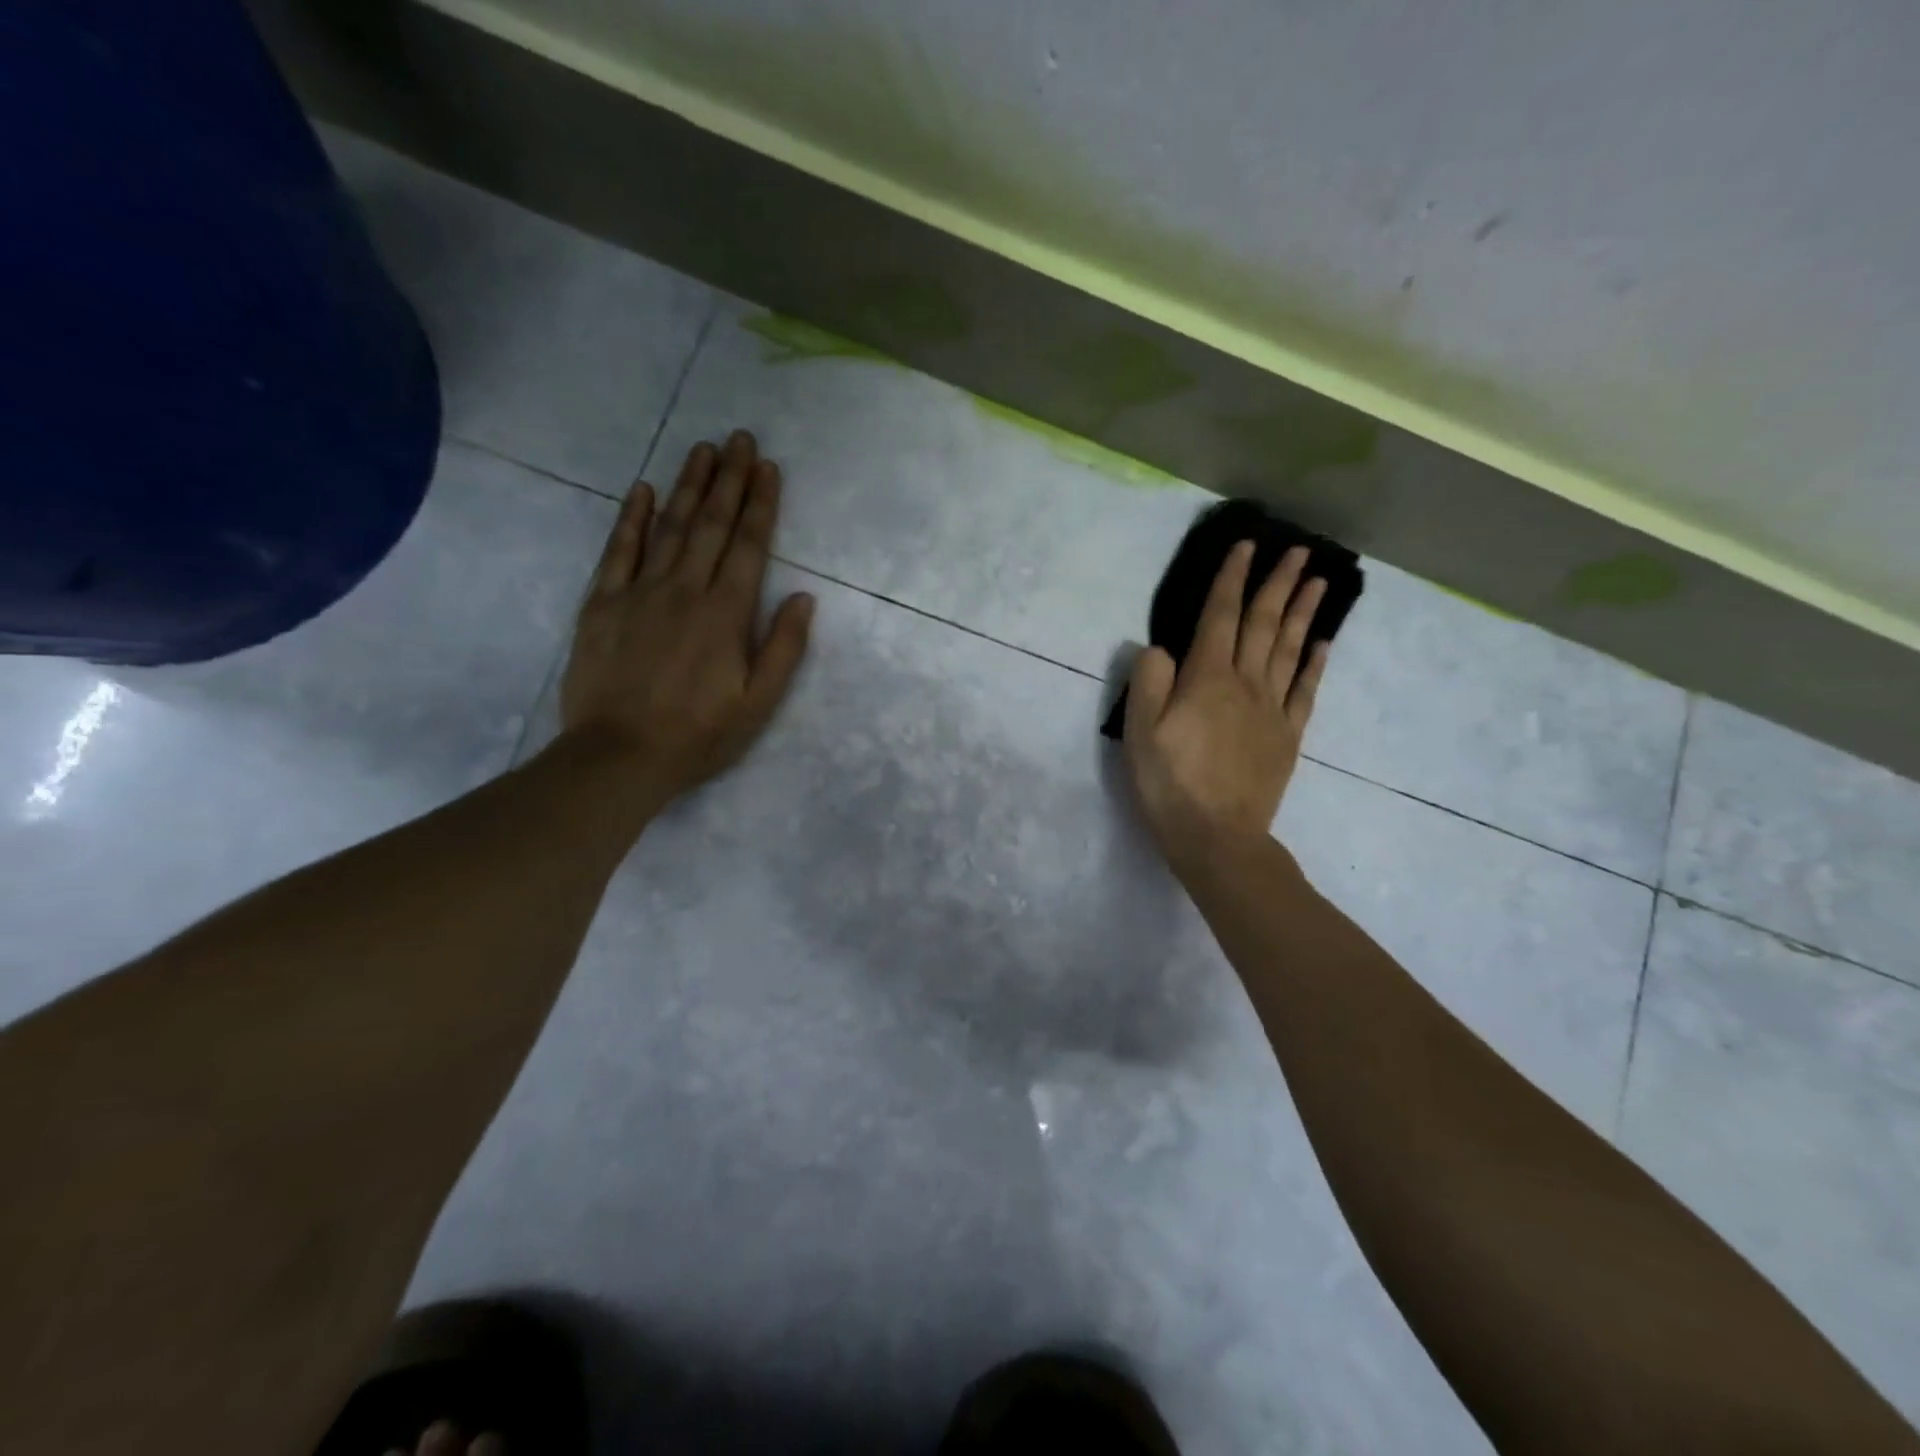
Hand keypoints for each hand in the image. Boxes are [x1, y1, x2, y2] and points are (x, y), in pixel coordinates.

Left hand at [560, 430, 813, 809]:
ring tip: (703, 448)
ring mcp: (639, 592)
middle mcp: (685, 590)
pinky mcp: (602, 603)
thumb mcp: (758, 704)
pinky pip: (619, 550)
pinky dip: (632, 517)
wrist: (618, 756)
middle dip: (729, 480)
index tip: (768, 468)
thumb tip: (804, 598)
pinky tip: (644, 489)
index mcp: (726, 614)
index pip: (749, 547)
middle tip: (740, 438)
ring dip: (689, 485)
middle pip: (712, 525)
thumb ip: (782, 648)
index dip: (761, 504)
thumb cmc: (698, 734)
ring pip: (669, 527)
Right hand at [1123, 540, 1328, 861]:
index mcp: (1206, 679)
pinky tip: (1321, 643)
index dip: (1232, 579)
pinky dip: (1314, 663)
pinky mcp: (1287, 735)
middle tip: (1298, 550)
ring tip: (1318, 580)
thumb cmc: (1170, 784)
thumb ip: (1148, 683)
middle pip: (1264, 624)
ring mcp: (1272, 709)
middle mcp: (1245, 684)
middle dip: (1278, 583)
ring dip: (1304, 612)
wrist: (1218, 837)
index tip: (1246, 546)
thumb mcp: (1139, 733)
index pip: (1220, 617)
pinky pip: (1305, 690)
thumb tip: (1159, 647)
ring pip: (1290, 649)